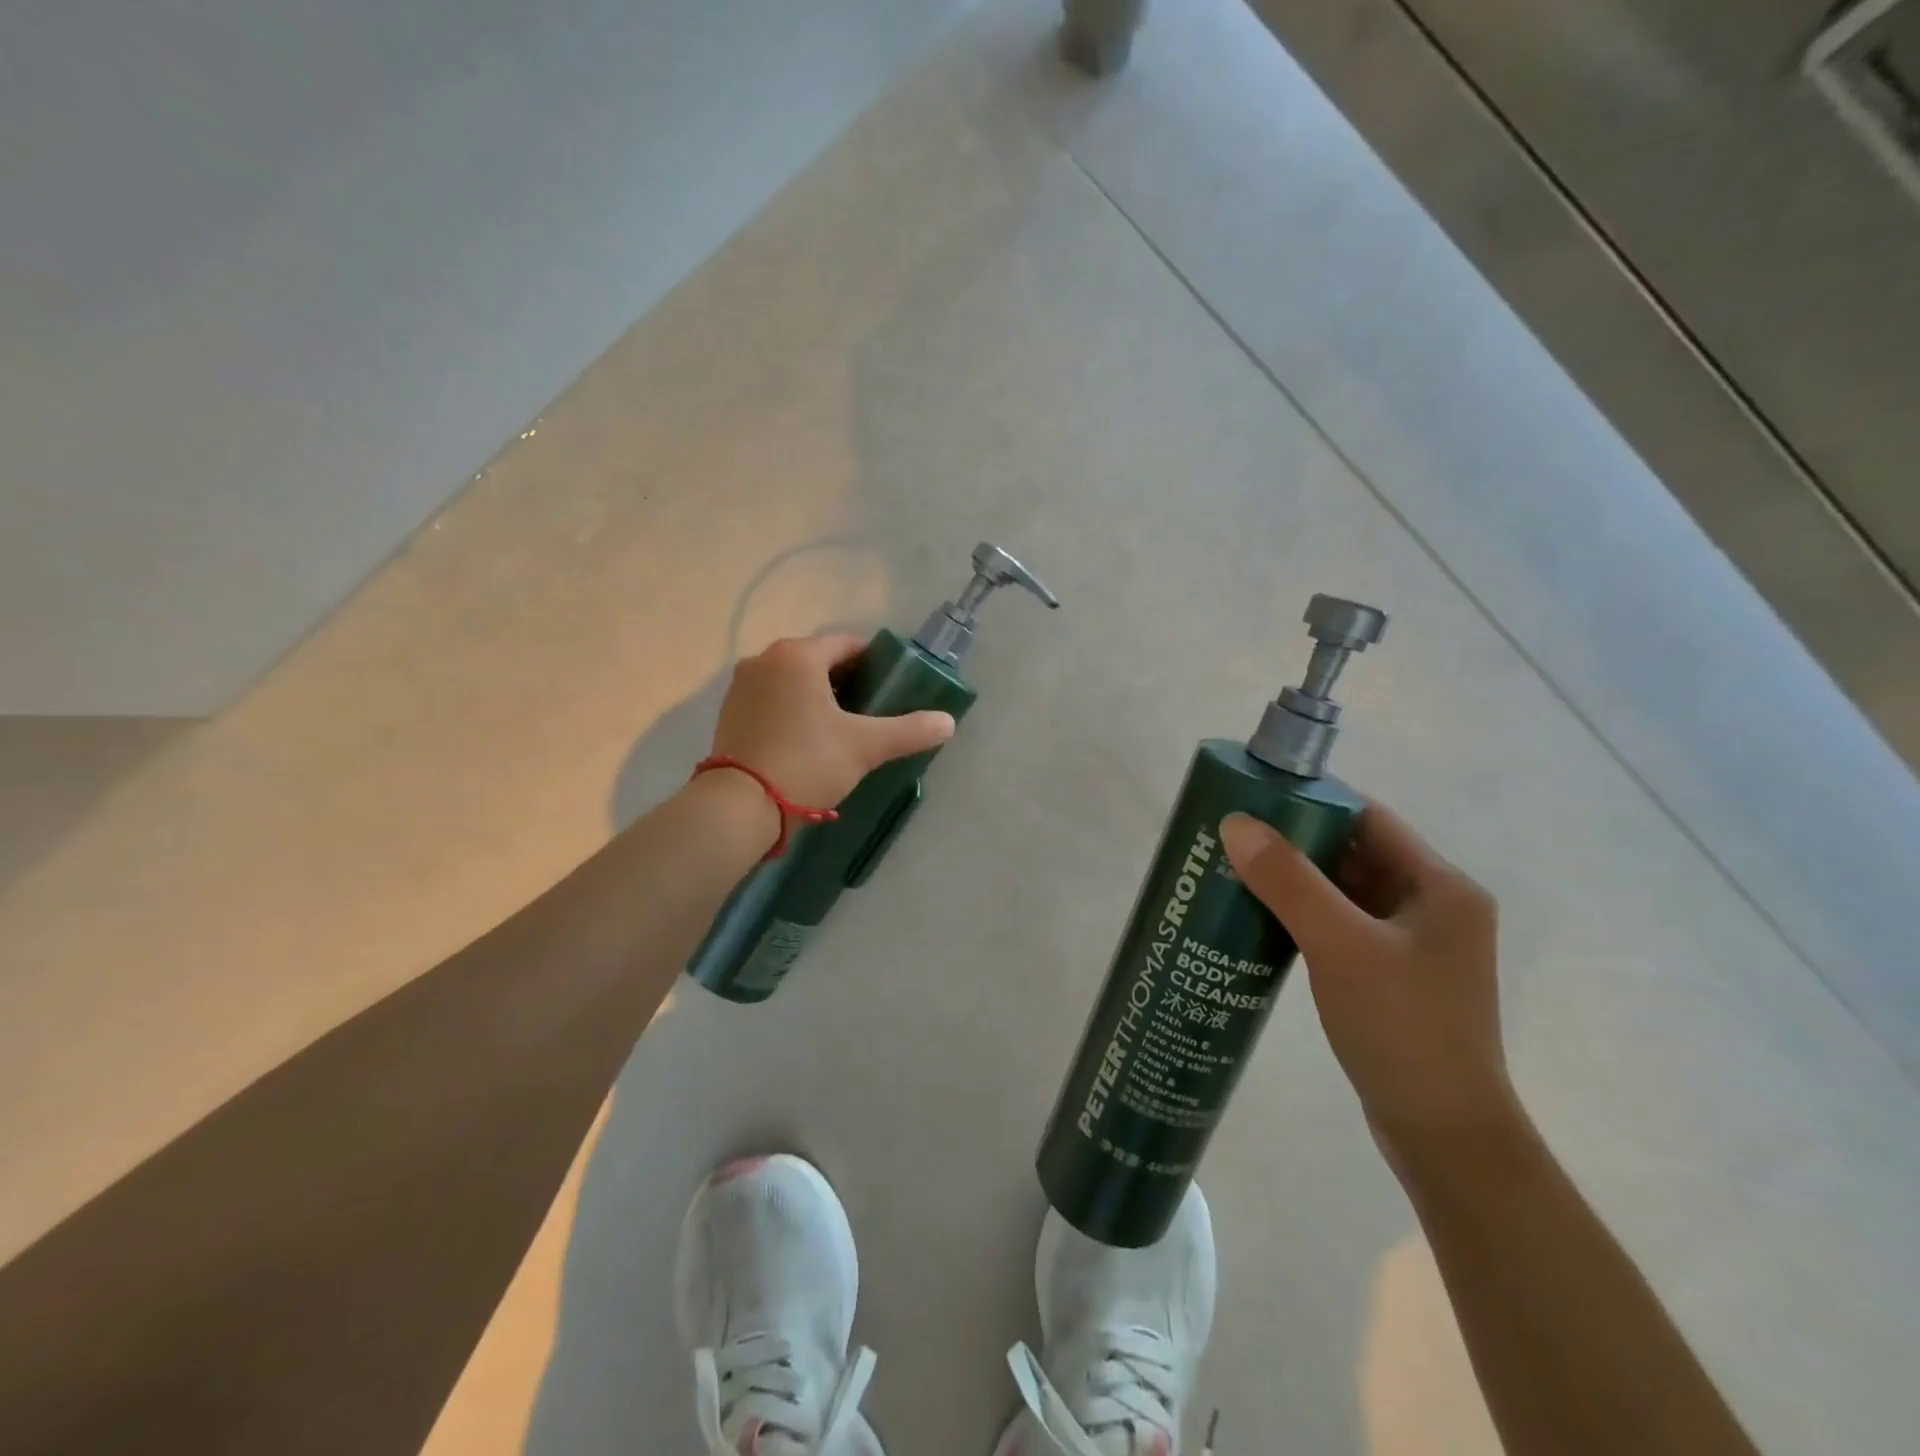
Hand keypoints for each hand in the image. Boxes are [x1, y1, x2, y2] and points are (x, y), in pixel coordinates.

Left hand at [709, 634, 955, 809]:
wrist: (740, 806)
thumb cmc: (807, 762)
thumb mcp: (865, 746)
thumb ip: (910, 730)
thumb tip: (949, 722)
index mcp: (798, 655)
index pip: (847, 644)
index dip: (875, 663)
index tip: (892, 689)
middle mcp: (764, 659)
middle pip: (819, 661)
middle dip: (847, 682)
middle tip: (871, 714)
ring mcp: (742, 686)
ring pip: (794, 681)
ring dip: (819, 697)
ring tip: (842, 729)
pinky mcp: (730, 713)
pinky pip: (772, 699)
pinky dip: (793, 710)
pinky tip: (808, 740)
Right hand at [1221, 803, 1517, 1172]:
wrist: (1443, 1136)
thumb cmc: (1403, 1029)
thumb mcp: (1341, 946)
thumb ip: (1289, 881)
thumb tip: (1235, 823)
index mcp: (1441, 887)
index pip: (1369, 818)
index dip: (1313, 802)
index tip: (1254, 799)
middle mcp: (1433, 908)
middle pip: (1354, 853)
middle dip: (1294, 842)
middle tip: (1233, 836)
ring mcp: (1412, 946)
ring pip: (1344, 892)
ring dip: (1295, 881)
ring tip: (1235, 871)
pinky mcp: (1390, 977)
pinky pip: (1340, 926)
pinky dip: (1302, 916)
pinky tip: (1260, 919)